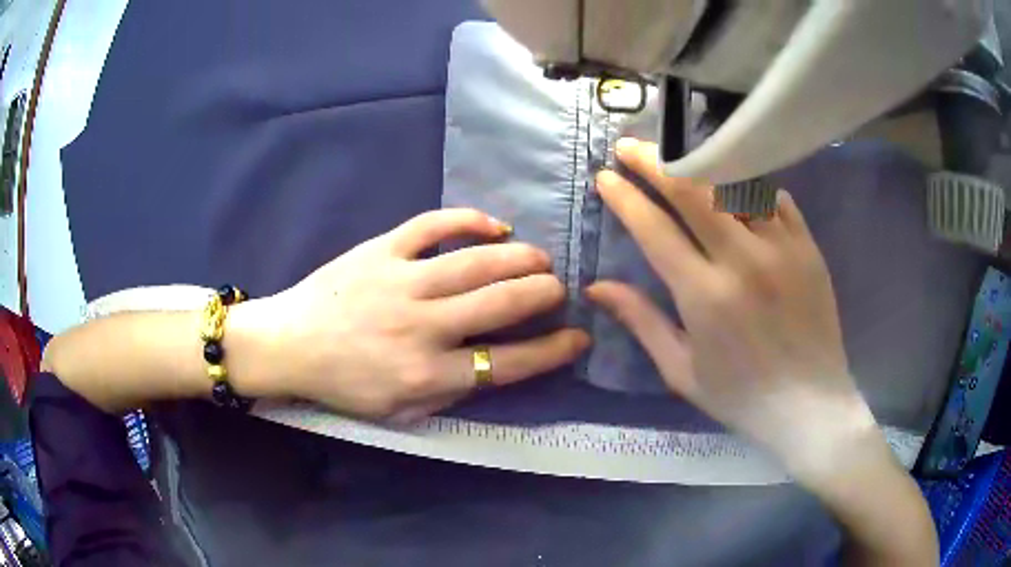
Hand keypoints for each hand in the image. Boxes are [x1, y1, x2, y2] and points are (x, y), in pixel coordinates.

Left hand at [238, 209, 588, 422]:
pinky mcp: (381, 250)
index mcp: (427, 375)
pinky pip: (432, 225)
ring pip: (476, 263)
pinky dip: (469, 220)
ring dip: (520, 258)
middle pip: (501, 305)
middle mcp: (422, 327)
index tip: (578, 338)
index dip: (552, 350)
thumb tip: (491, 364)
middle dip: (544, 294)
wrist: (290, 345)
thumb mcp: (399, 410)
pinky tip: (494, 226)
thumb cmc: (345, 384)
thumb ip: (449, 391)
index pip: (508, 363)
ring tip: (541, 259)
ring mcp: (402, 282)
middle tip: (559, 289)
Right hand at [587, 138, 874, 472]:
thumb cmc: (741, 397)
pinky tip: (736, 185)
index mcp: (705, 296)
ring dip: (699, 164)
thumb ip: (641, 321)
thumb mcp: (682, 370)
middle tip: (629, 147)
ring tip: (678, 157)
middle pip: (692, 189)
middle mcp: (743, 261)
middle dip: (653, 161)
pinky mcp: (809, 247)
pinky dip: (750, 186)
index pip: (654, 228)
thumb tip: (597, 286)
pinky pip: (776, 198)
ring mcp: (782, 248)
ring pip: (735, 183)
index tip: (605, 177)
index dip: (624, 197)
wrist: (810, 407)